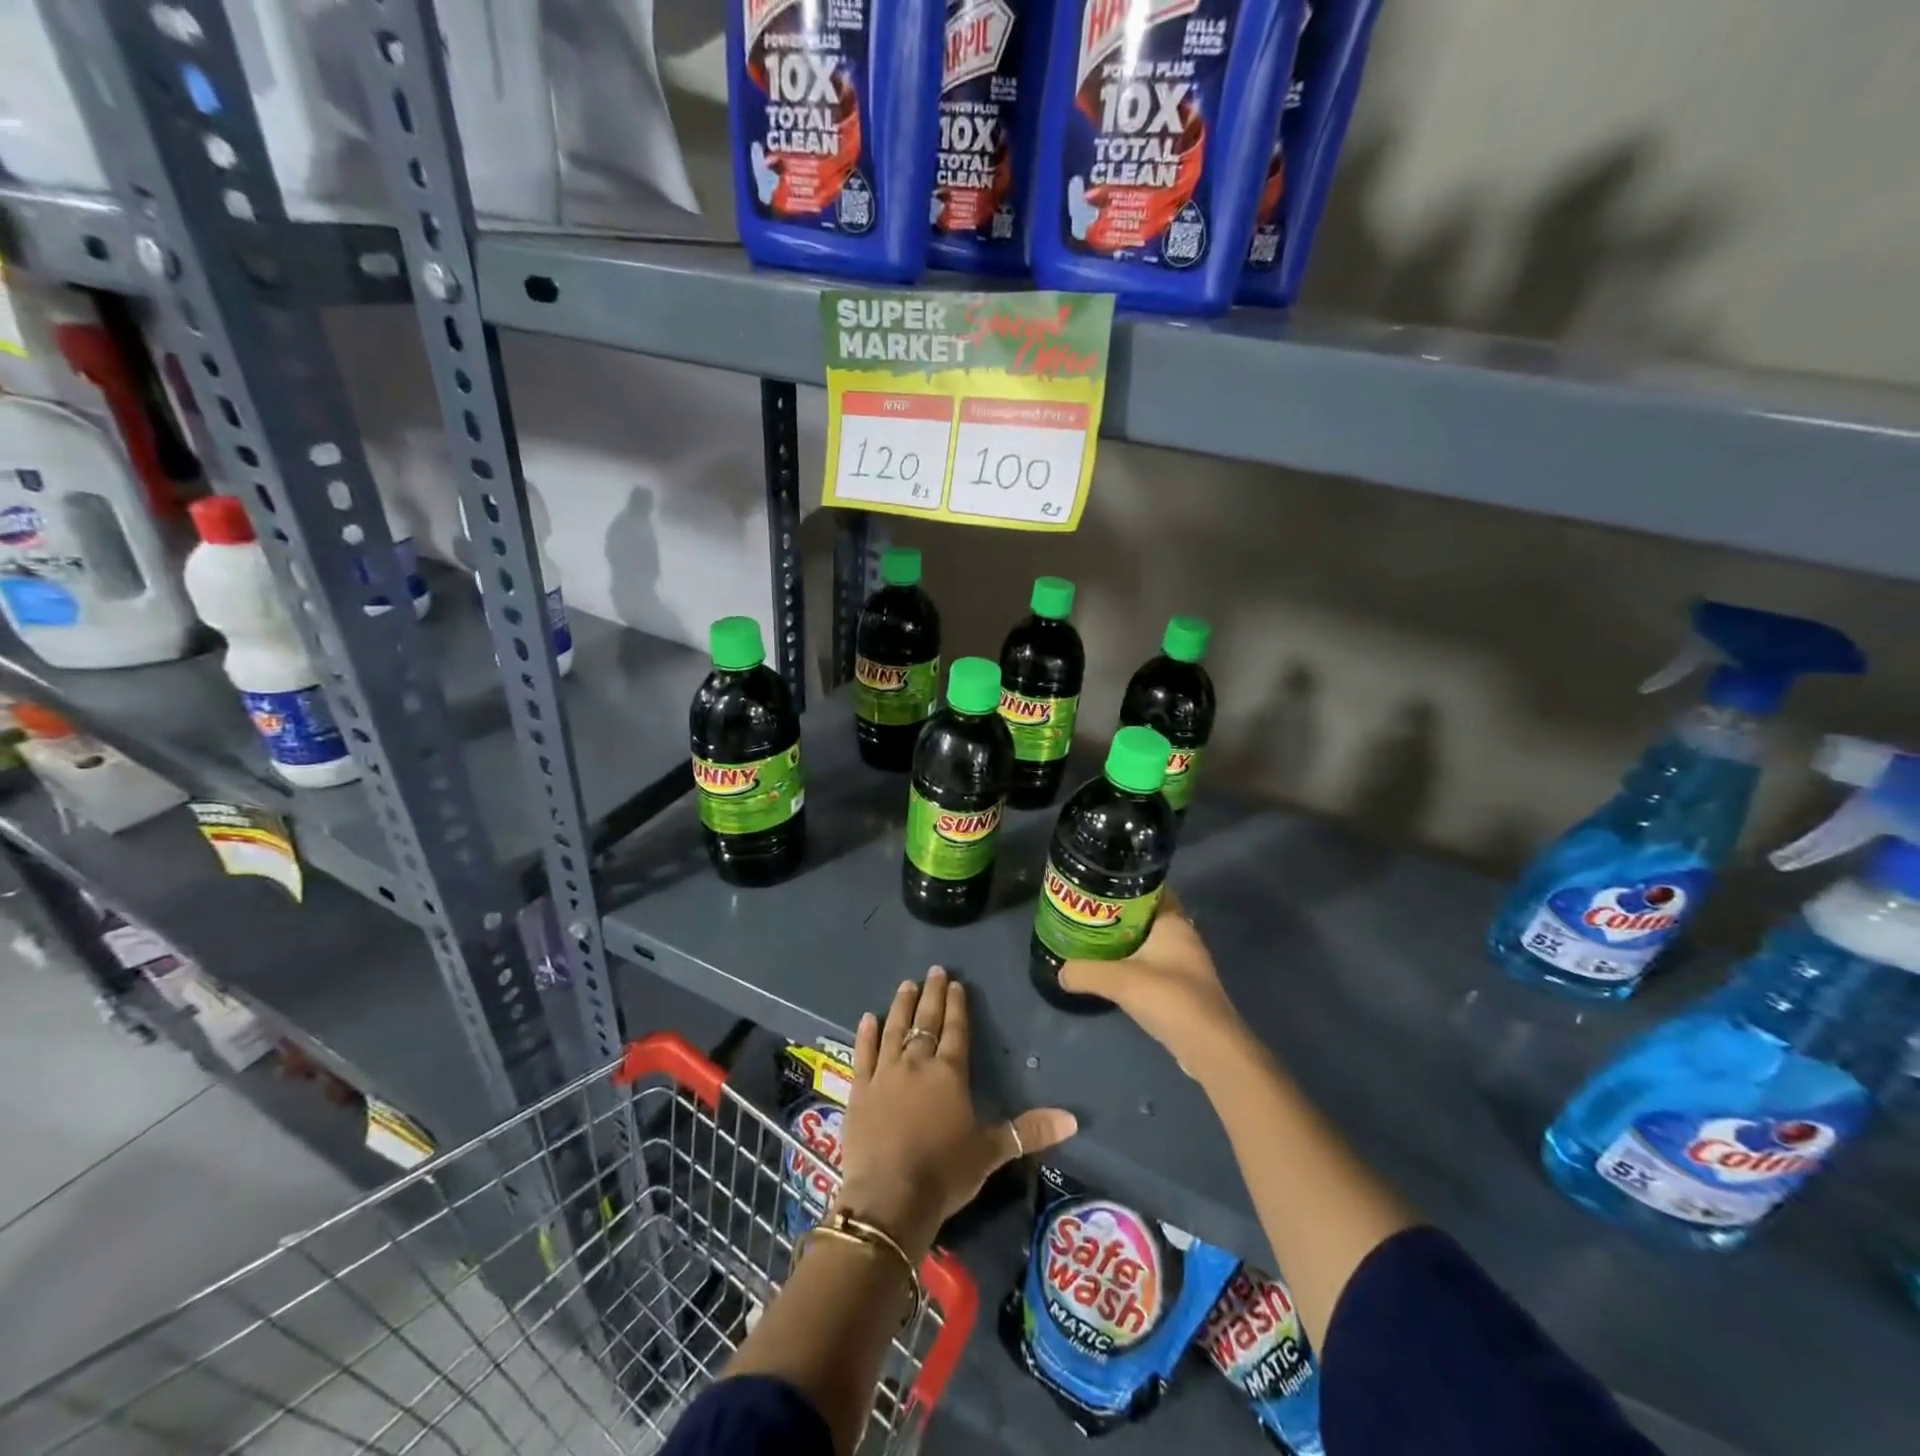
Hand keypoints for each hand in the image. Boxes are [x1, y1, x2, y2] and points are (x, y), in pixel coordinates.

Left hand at [836, 967, 1075, 1259]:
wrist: (888, 1198)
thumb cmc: (944, 1173)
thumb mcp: (991, 1153)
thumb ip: (1029, 1131)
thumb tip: (1074, 1120)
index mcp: (949, 1073)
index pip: (955, 1030)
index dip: (957, 1006)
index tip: (957, 983)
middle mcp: (917, 1064)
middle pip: (925, 1022)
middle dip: (932, 995)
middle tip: (934, 970)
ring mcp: (885, 1074)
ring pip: (893, 1029)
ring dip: (901, 1006)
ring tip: (906, 985)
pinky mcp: (859, 1090)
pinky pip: (863, 1054)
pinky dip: (865, 1035)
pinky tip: (866, 1017)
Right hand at [1058, 888, 1247, 1069]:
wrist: (1209, 1047)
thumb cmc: (1168, 998)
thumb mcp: (1118, 980)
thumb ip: (1085, 972)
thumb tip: (1061, 972)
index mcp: (1173, 922)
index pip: (1150, 889)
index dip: (1125, 884)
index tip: (1097, 887)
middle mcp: (1183, 937)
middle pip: (1147, 916)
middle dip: (1119, 915)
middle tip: (1087, 914)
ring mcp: (1187, 964)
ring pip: (1150, 942)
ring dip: (1127, 942)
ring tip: (1093, 941)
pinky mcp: (1185, 989)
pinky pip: (1154, 965)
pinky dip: (1135, 965)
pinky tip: (1114, 974)